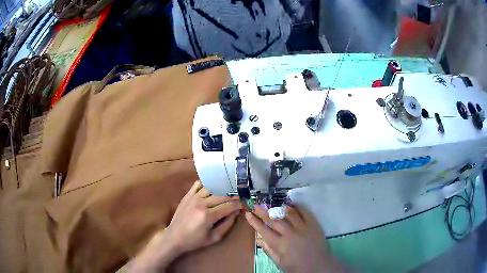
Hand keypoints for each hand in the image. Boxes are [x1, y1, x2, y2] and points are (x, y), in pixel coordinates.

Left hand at [119, 181, 241, 271]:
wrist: (174, 237)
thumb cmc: (195, 241)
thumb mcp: (214, 238)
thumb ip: (227, 224)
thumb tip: (237, 212)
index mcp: (208, 215)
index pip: (229, 206)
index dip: (240, 204)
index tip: (246, 203)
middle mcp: (201, 203)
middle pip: (223, 195)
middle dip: (234, 195)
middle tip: (242, 196)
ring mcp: (193, 197)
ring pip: (212, 188)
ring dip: (223, 188)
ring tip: (231, 190)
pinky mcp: (187, 195)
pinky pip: (199, 184)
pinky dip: (208, 183)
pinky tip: (214, 185)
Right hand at [245, 205, 343, 272]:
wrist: (319, 266)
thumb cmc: (298, 267)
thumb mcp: (280, 263)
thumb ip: (269, 250)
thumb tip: (259, 239)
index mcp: (280, 244)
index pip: (264, 230)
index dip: (255, 222)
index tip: (248, 214)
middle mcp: (290, 233)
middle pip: (274, 220)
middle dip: (263, 212)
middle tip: (256, 206)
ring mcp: (302, 227)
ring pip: (288, 213)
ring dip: (279, 208)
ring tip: (273, 205)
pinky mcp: (313, 224)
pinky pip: (304, 212)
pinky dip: (296, 207)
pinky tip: (291, 205)